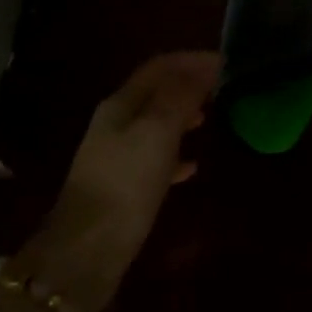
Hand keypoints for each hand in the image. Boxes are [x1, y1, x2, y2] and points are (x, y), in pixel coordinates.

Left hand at [23, 51, 218, 311]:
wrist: (87, 252)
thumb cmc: (126, 182)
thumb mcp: (159, 132)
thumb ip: (181, 96)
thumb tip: (205, 66)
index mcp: (121, 104)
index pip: (159, 66)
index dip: (191, 60)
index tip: (224, 61)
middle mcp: (116, 123)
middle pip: (156, 93)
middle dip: (188, 85)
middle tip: (222, 88)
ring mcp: (117, 156)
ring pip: (156, 124)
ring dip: (183, 116)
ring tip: (210, 118)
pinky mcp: (123, 186)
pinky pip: (155, 158)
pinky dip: (176, 154)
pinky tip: (193, 166)